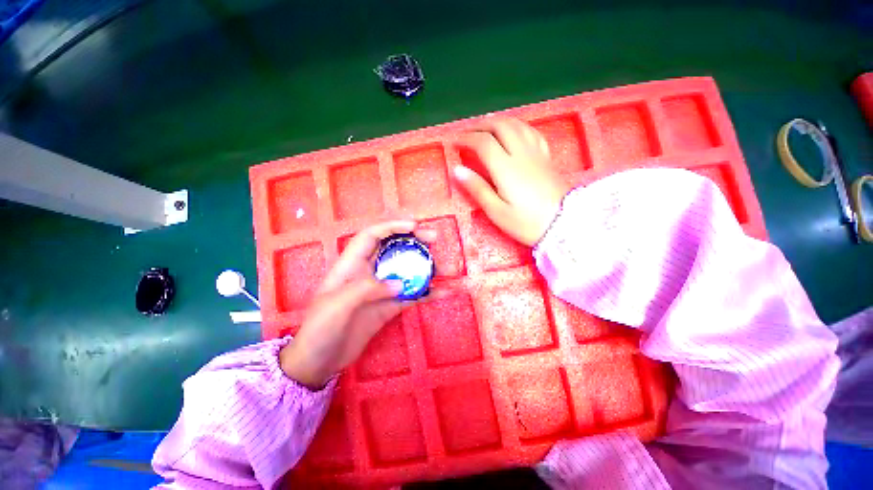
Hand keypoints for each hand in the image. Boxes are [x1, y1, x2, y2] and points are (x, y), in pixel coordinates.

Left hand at [279, 221, 435, 388]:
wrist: (318, 362)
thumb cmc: (319, 329)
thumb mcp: (337, 306)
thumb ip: (367, 290)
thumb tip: (400, 284)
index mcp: (352, 265)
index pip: (372, 236)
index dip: (393, 226)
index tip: (415, 226)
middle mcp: (370, 272)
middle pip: (394, 248)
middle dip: (414, 240)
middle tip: (434, 238)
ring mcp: (382, 290)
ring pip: (407, 271)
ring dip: (427, 267)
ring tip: (447, 268)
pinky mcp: (390, 306)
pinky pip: (412, 295)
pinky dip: (427, 293)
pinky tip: (442, 292)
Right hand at [453, 117, 568, 245]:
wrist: (564, 225)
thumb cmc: (526, 223)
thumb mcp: (496, 211)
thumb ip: (477, 189)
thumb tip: (457, 170)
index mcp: (506, 168)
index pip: (483, 143)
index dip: (467, 139)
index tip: (455, 142)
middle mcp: (521, 154)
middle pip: (501, 126)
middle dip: (481, 125)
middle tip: (468, 133)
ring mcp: (537, 153)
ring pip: (517, 125)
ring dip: (499, 122)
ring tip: (486, 129)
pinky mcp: (546, 157)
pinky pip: (532, 132)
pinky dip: (518, 126)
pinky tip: (514, 132)